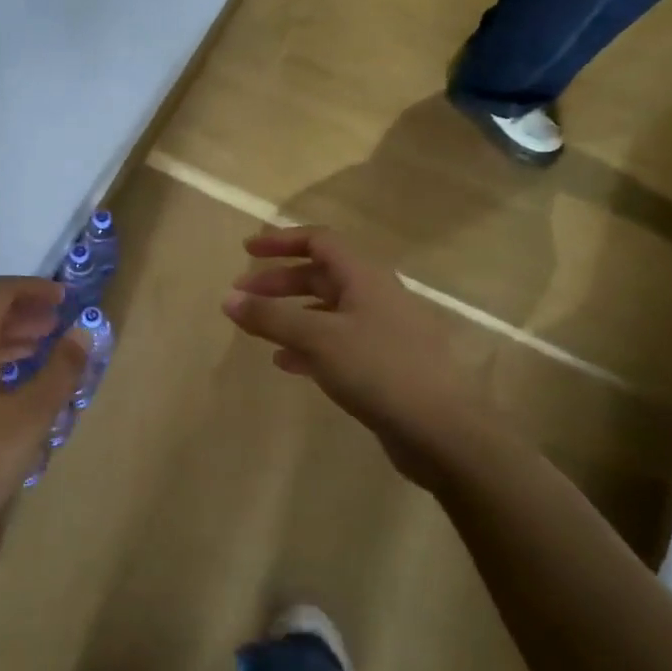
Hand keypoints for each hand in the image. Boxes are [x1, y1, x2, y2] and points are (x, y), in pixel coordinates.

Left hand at [0, 277, 87, 559]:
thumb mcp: (29, 418)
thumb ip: (60, 372)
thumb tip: (82, 332)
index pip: (0, 292)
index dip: (36, 288)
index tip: (67, 298)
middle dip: (25, 316)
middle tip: (58, 325)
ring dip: (9, 343)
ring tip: (41, 354)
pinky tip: (9, 393)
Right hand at [222, 227, 490, 491]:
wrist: (442, 429)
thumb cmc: (379, 370)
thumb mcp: (318, 338)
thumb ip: (271, 318)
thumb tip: (228, 299)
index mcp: (364, 276)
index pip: (319, 241)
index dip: (281, 241)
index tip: (246, 250)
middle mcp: (375, 296)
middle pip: (320, 275)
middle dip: (279, 282)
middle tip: (242, 296)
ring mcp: (382, 330)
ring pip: (327, 310)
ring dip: (291, 314)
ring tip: (259, 330)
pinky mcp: (384, 363)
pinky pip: (337, 343)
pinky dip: (308, 346)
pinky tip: (287, 363)